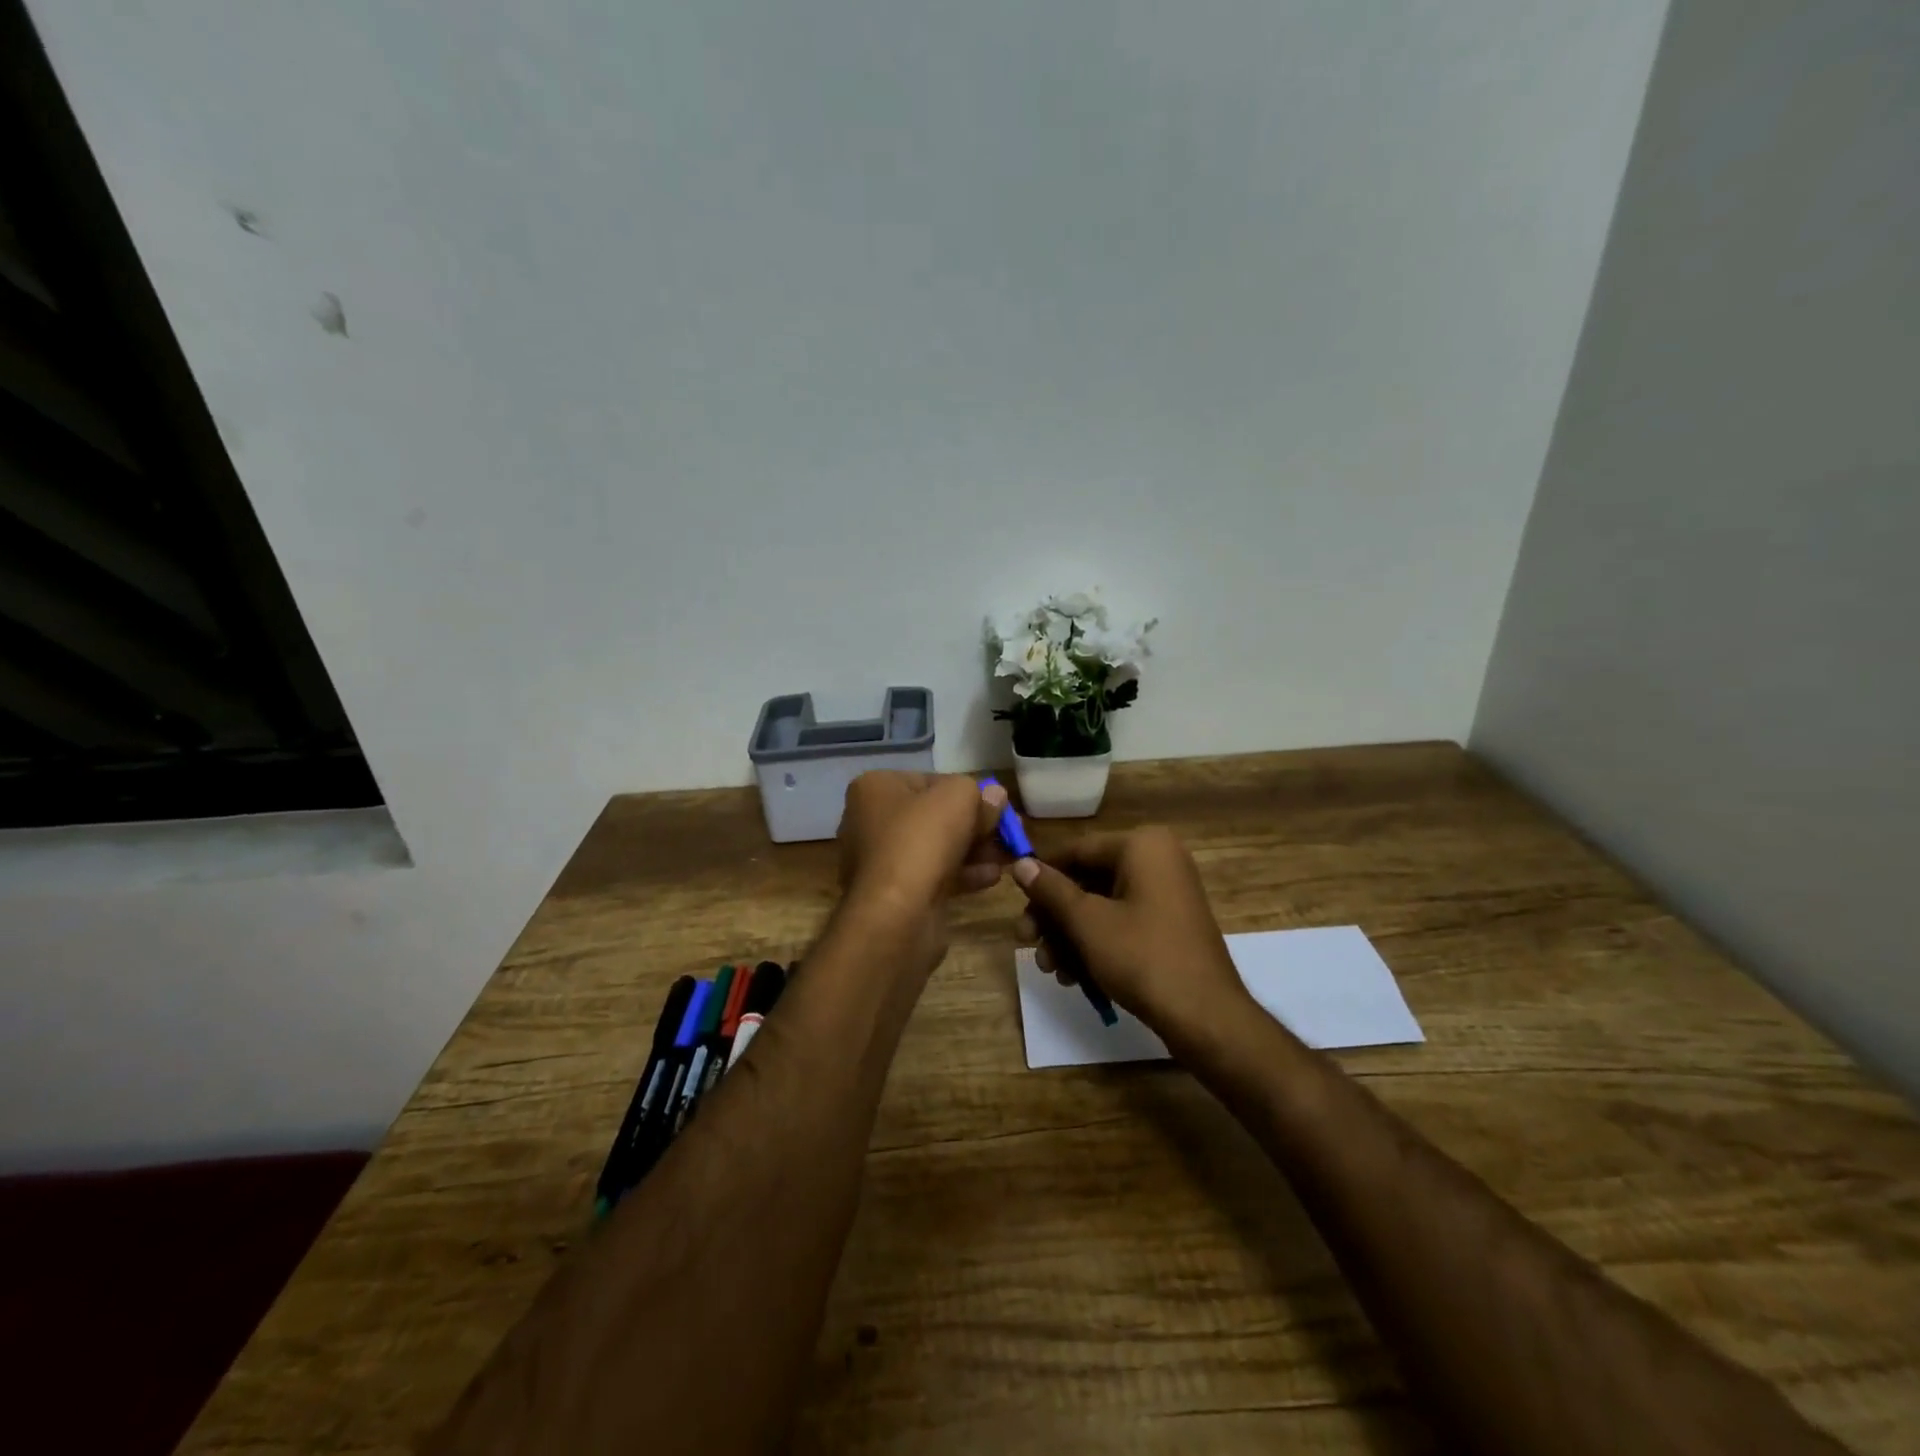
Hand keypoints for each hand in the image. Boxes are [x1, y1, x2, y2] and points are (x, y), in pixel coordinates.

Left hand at [837, 771, 1007, 919]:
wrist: (897, 913)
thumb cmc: (922, 840)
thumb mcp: (959, 797)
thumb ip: (980, 793)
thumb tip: (994, 796)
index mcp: (874, 788)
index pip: (930, 781)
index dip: (967, 792)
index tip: (996, 806)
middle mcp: (869, 821)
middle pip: (934, 816)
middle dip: (974, 825)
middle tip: (1007, 834)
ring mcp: (879, 861)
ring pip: (936, 848)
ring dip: (974, 850)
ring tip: (1007, 857)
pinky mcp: (893, 894)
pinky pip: (933, 876)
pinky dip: (962, 874)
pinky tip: (992, 877)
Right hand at [1011, 827, 1252, 1047]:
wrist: (1206, 1017)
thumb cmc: (1143, 957)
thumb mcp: (1087, 922)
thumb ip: (1050, 890)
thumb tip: (1020, 863)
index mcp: (1143, 846)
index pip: (1077, 850)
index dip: (1042, 876)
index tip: (1014, 901)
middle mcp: (1158, 860)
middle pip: (1088, 880)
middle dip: (1055, 916)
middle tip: (1026, 942)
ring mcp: (1168, 893)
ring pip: (1102, 906)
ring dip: (1071, 936)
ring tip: (1052, 969)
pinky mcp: (1170, 925)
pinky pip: (1123, 923)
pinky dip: (1097, 944)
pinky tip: (1075, 977)